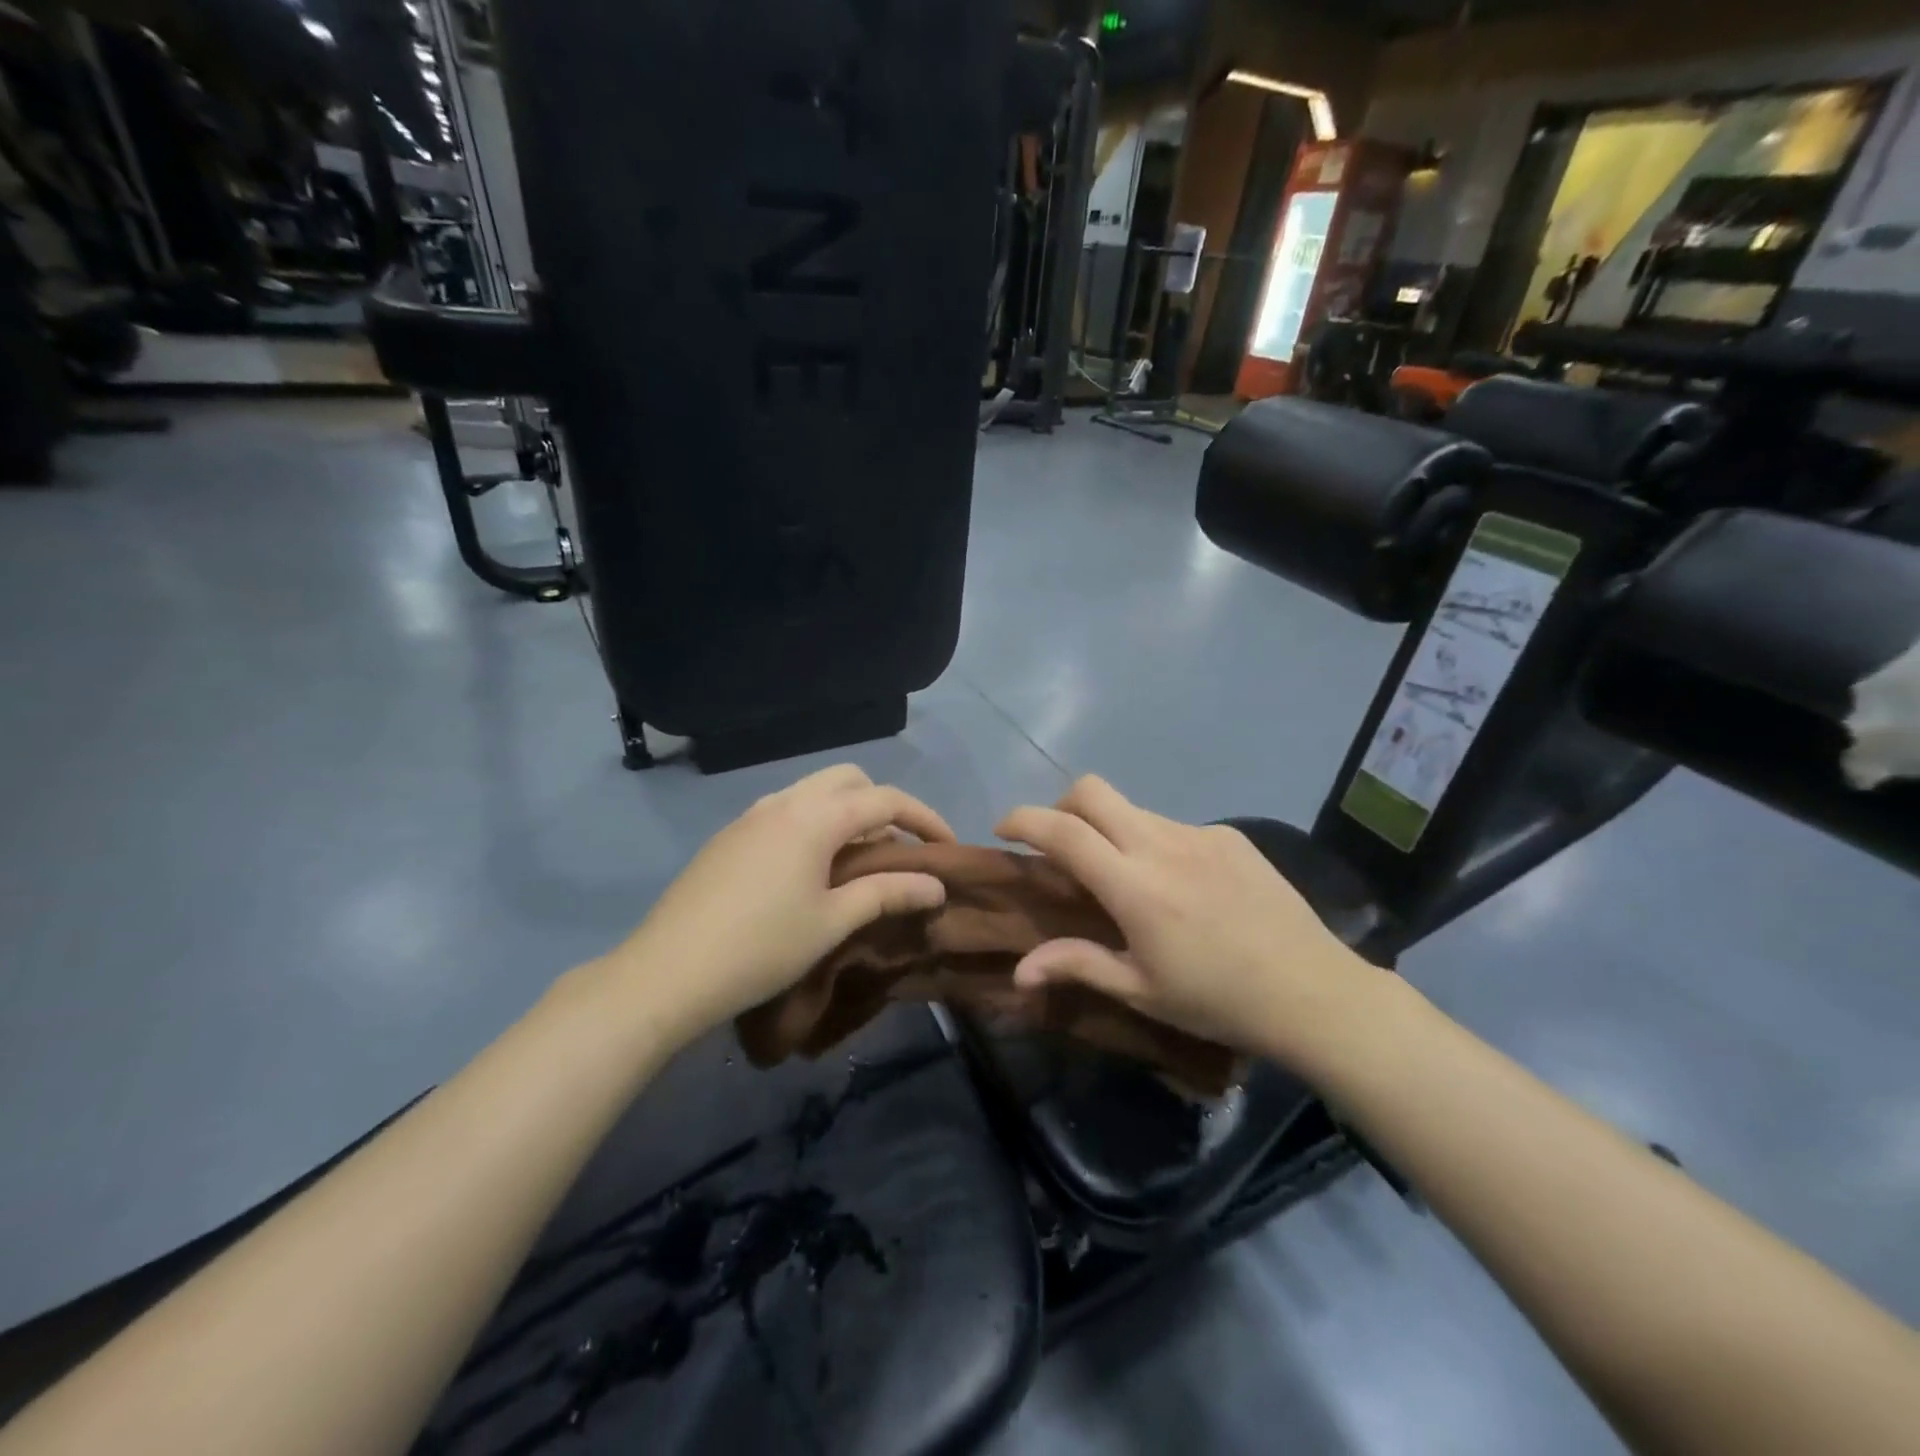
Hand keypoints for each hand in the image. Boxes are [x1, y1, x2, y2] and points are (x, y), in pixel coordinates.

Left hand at [609, 765, 954, 1048]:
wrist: (667, 971)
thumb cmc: (762, 947)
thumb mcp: (833, 922)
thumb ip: (888, 893)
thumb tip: (936, 884)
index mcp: (814, 816)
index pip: (886, 799)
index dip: (925, 818)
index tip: (948, 847)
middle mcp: (784, 801)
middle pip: (849, 780)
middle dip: (883, 804)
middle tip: (899, 848)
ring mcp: (751, 816)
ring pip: (814, 791)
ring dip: (847, 812)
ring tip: (859, 859)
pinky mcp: (731, 836)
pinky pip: (786, 810)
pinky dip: (815, 823)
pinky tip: (811, 868)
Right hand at [996, 777, 1375, 1069]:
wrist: (1314, 991)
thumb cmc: (1218, 1000)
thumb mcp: (1141, 990)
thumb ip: (1077, 965)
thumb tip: (1018, 971)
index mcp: (1134, 885)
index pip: (1062, 831)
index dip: (1023, 819)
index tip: (1003, 829)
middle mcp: (1161, 844)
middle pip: (1092, 791)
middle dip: (1061, 806)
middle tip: (1061, 847)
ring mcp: (1200, 834)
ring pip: (1133, 809)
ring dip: (1111, 830)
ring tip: (1127, 880)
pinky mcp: (1230, 836)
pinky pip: (1174, 827)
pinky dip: (1154, 844)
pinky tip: (1181, 888)